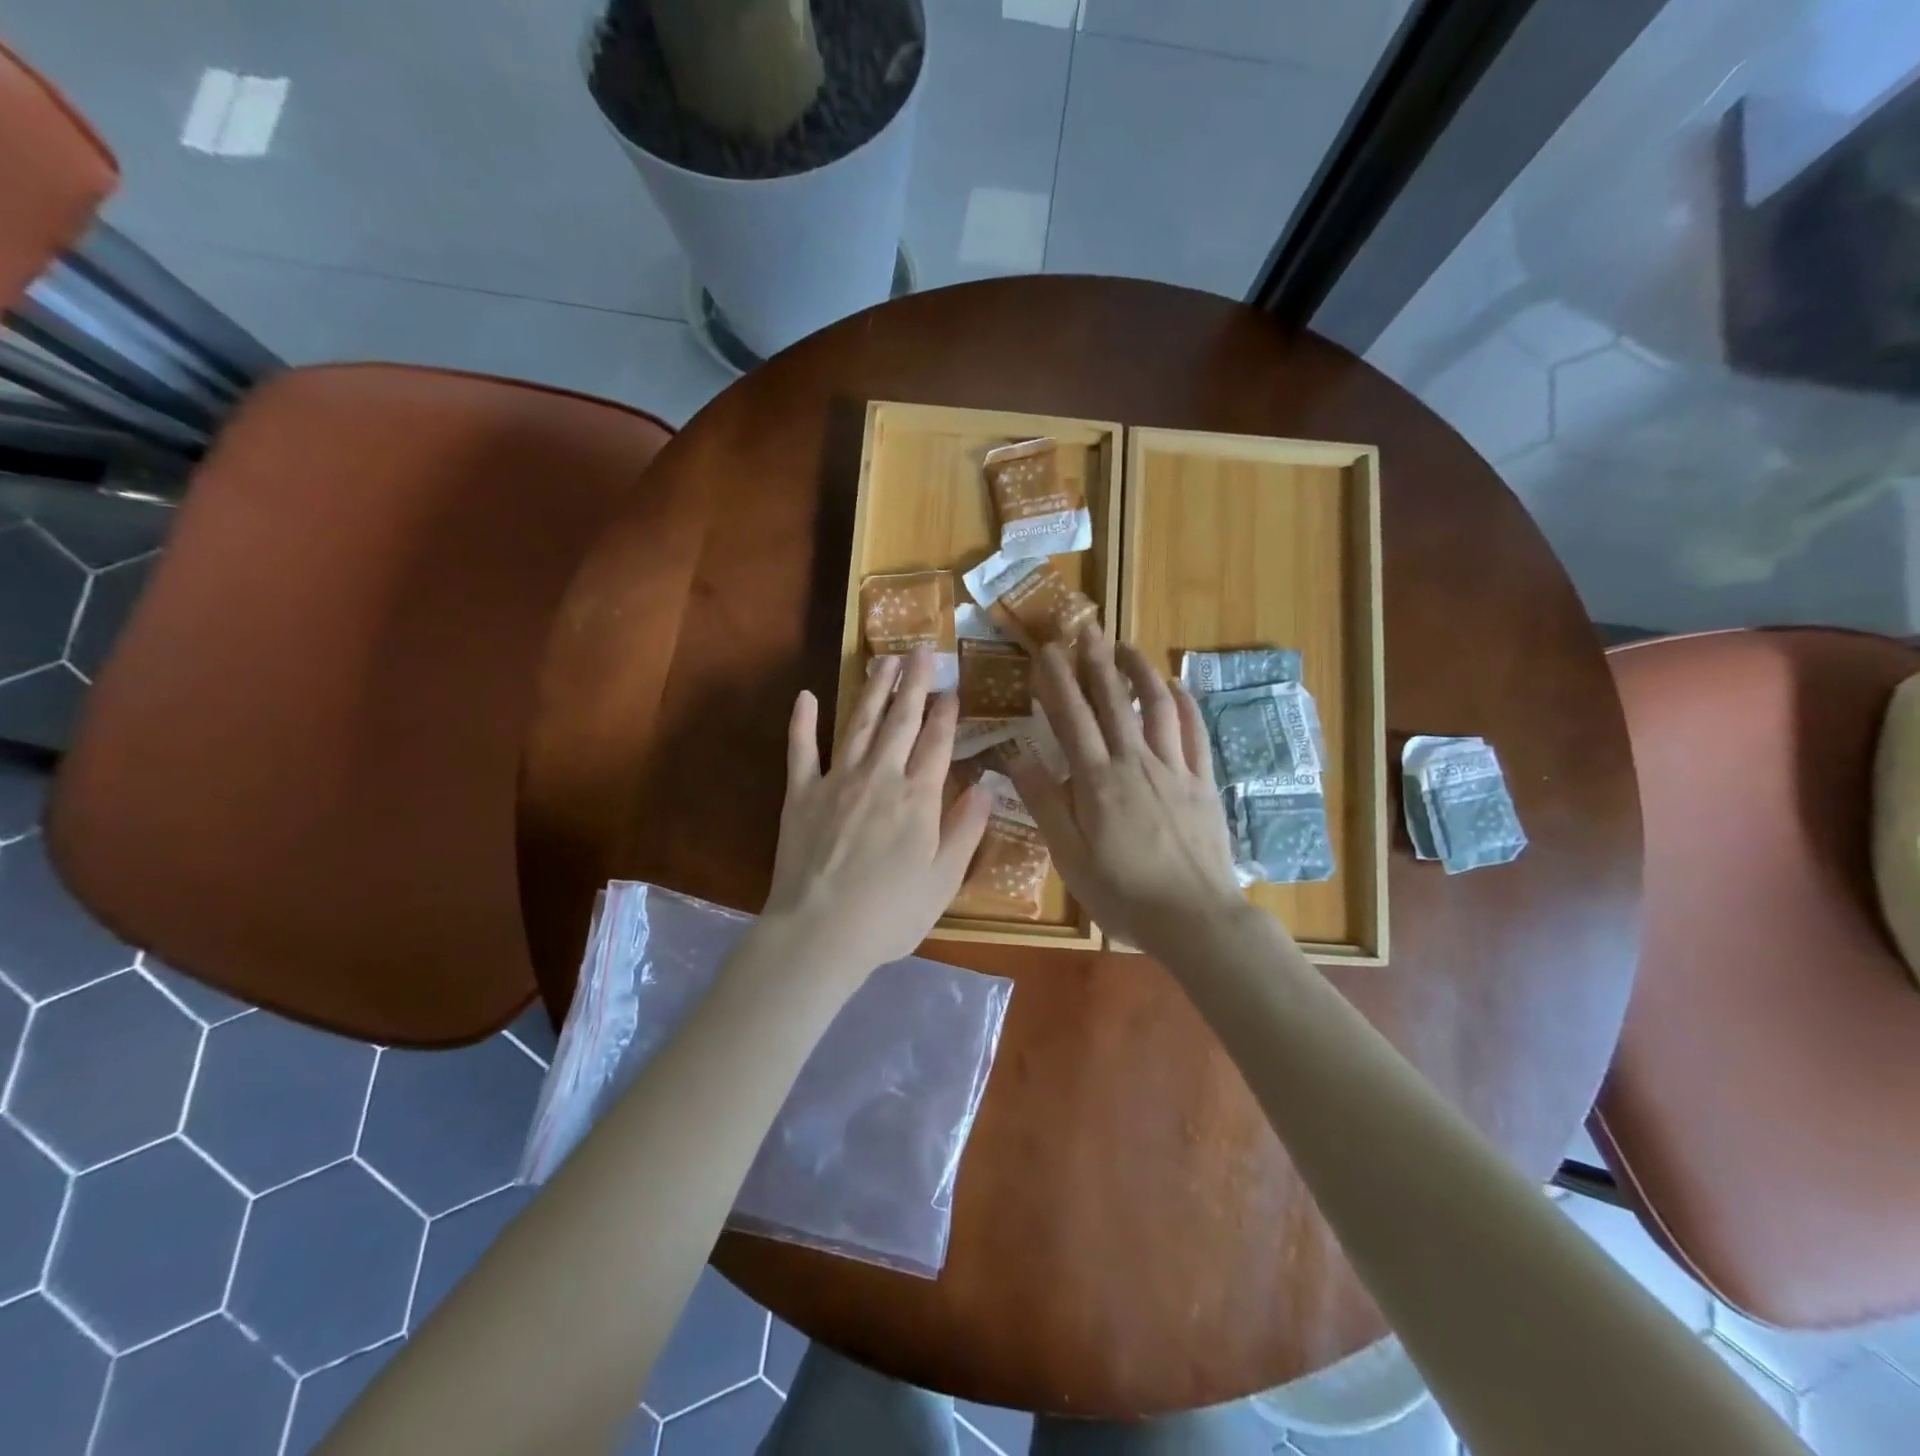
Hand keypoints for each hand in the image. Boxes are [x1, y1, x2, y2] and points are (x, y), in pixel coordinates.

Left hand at [760, 646, 991, 980]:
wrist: (820, 933)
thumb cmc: (890, 914)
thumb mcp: (944, 880)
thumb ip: (966, 829)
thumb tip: (986, 785)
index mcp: (918, 798)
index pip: (937, 743)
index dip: (946, 714)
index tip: (953, 689)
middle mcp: (880, 777)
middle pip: (901, 721)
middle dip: (914, 684)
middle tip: (922, 651)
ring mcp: (836, 781)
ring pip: (859, 724)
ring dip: (873, 690)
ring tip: (884, 660)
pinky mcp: (800, 794)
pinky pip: (802, 750)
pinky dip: (803, 722)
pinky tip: (807, 696)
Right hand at [1004, 629, 1246, 958]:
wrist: (1194, 918)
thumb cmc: (1122, 892)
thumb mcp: (1068, 855)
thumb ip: (1044, 802)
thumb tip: (1015, 754)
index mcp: (1097, 779)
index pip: (1072, 717)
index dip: (1057, 680)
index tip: (1046, 650)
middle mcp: (1135, 761)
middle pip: (1113, 700)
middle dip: (1096, 661)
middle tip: (1085, 629)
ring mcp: (1175, 769)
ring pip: (1157, 706)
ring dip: (1140, 671)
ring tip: (1126, 647)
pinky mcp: (1203, 782)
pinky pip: (1195, 732)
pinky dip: (1184, 704)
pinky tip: (1176, 687)